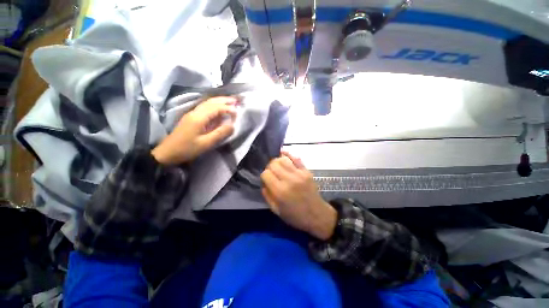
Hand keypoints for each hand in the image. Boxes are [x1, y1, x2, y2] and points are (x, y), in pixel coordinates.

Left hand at [152, 97, 236, 164]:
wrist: (167, 152)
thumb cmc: (187, 149)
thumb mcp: (206, 144)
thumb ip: (220, 133)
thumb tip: (232, 126)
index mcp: (198, 118)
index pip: (216, 108)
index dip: (227, 108)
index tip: (237, 112)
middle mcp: (195, 112)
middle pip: (211, 102)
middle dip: (224, 100)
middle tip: (236, 100)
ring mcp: (192, 114)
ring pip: (207, 103)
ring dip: (219, 101)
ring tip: (230, 101)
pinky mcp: (191, 118)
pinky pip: (204, 108)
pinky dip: (214, 105)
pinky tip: (218, 108)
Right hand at [261, 152, 336, 239]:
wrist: (317, 215)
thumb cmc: (295, 215)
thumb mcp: (276, 210)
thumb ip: (267, 195)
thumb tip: (264, 182)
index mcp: (280, 191)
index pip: (266, 174)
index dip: (264, 176)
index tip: (266, 180)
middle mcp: (289, 180)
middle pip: (273, 164)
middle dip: (269, 167)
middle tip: (271, 172)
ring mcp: (299, 174)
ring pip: (283, 159)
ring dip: (277, 161)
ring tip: (277, 166)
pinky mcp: (306, 171)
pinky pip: (295, 158)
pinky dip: (288, 155)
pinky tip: (283, 155)